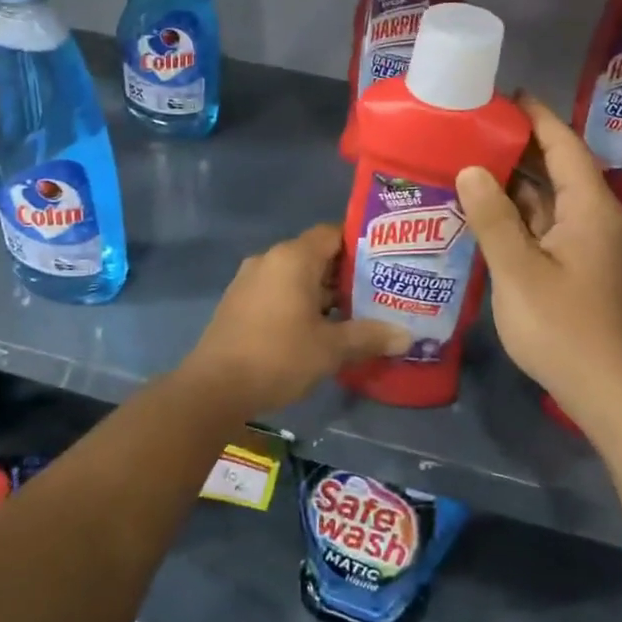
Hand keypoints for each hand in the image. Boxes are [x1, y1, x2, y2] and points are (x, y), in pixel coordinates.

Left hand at [183, 223, 409, 413]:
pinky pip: (278, 291)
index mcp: (292, 258)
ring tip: (356, 313)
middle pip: (315, 255)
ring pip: (296, 276)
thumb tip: (407, 336)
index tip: (385, 262)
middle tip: (378, 292)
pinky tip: (319, 328)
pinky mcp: (239, 302)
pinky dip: (299, 302)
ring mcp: (250, 280)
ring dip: (323, 292)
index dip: (360, 245)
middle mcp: (269, 259)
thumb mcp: (330, 349)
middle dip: (346, 274)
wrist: (215, 387)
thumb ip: (369, 336)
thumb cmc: (278, 357)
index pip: (332, 234)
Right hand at [455, 96, 621, 425]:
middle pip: (558, 168)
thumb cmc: (565, 328)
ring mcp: (588, 246)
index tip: (506, 95)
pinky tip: (486, 212)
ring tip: (472, 161)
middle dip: (521, 145)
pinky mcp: (579, 268)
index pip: (564, 146)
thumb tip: (471, 169)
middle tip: (475, 127)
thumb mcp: (519, 271)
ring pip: (550, 199)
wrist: (610, 392)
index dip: (538, 117)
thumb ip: (493, 218)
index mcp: (589, 208)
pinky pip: (546, 225)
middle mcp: (594, 218)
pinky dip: (518, 213)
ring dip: (516, 181)